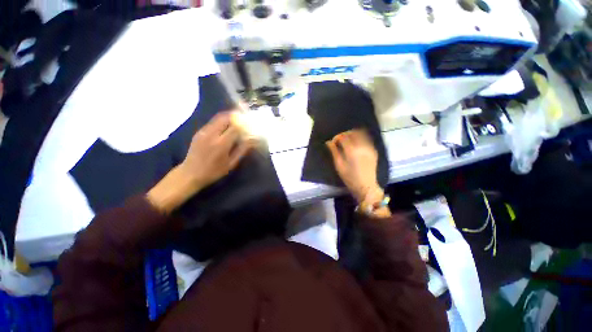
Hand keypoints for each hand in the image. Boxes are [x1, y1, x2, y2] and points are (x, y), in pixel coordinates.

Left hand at [179, 111, 255, 189]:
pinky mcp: (199, 132)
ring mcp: (203, 131)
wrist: (190, 173)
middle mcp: (212, 134)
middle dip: (236, 116)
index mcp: (221, 143)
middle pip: (225, 117)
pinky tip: (226, 126)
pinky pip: (213, 122)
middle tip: (245, 118)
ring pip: (218, 117)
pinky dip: (222, 121)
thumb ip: (242, 150)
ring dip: (229, 117)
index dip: (244, 123)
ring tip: (237, 119)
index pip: (235, 127)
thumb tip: (253, 140)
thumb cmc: (214, 171)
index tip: (251, 123)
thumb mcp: (231, 163)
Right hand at [326, 130, 383, 203]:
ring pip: (361, 133)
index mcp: (351, 151)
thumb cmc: (349, 177)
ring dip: (353, 134)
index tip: (333, 142)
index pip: (343, 137)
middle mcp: (362, 146)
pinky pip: (367, 139)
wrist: (366, 186)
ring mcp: (369, 147)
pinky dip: (360, 138)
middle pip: (353, 133)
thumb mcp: (339, 165)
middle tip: (340, 140)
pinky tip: (356, 144)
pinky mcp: (373, 150)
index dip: (336, 137)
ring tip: (348, 140)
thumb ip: (334, 152)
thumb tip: (328, 142)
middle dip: (345, 134)